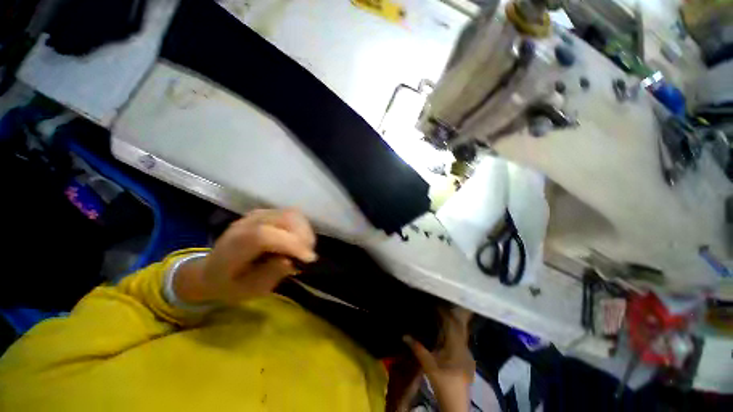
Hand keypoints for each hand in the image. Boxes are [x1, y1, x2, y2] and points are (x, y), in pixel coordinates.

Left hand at [174, 208, 316, 304]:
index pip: (264, 235)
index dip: (290, 244)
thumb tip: (290, 260)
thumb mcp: (247, 290)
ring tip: (306, 248)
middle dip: (303, 237)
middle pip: (284, 218)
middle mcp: (246, 223)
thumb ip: (269, 275)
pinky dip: (302, 226)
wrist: (212, 269)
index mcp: (235, 245)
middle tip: (308, 256)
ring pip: (291, 213)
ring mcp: (258, 215)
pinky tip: (301, 239)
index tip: (308, 259)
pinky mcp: (267, 213)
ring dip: (305, 230)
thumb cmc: (230, 284)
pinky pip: (291, 214)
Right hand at [404, 307, 474, 411]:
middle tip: (436, 309)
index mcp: (457, 347)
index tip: (436, 304)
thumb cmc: (443, 384)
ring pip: (459, 333)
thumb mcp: (429, 366)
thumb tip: (404, 335)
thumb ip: (418, 349)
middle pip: (457, 327)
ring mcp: (467, 354)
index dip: (445, 313)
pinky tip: (445, 333)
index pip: (452, 324)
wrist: (456, 403)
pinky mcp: (467, 359)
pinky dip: (452, 333)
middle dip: (447, 317)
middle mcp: (464, 347)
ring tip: (439, 317)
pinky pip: (459, 340)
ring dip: (450, 325)